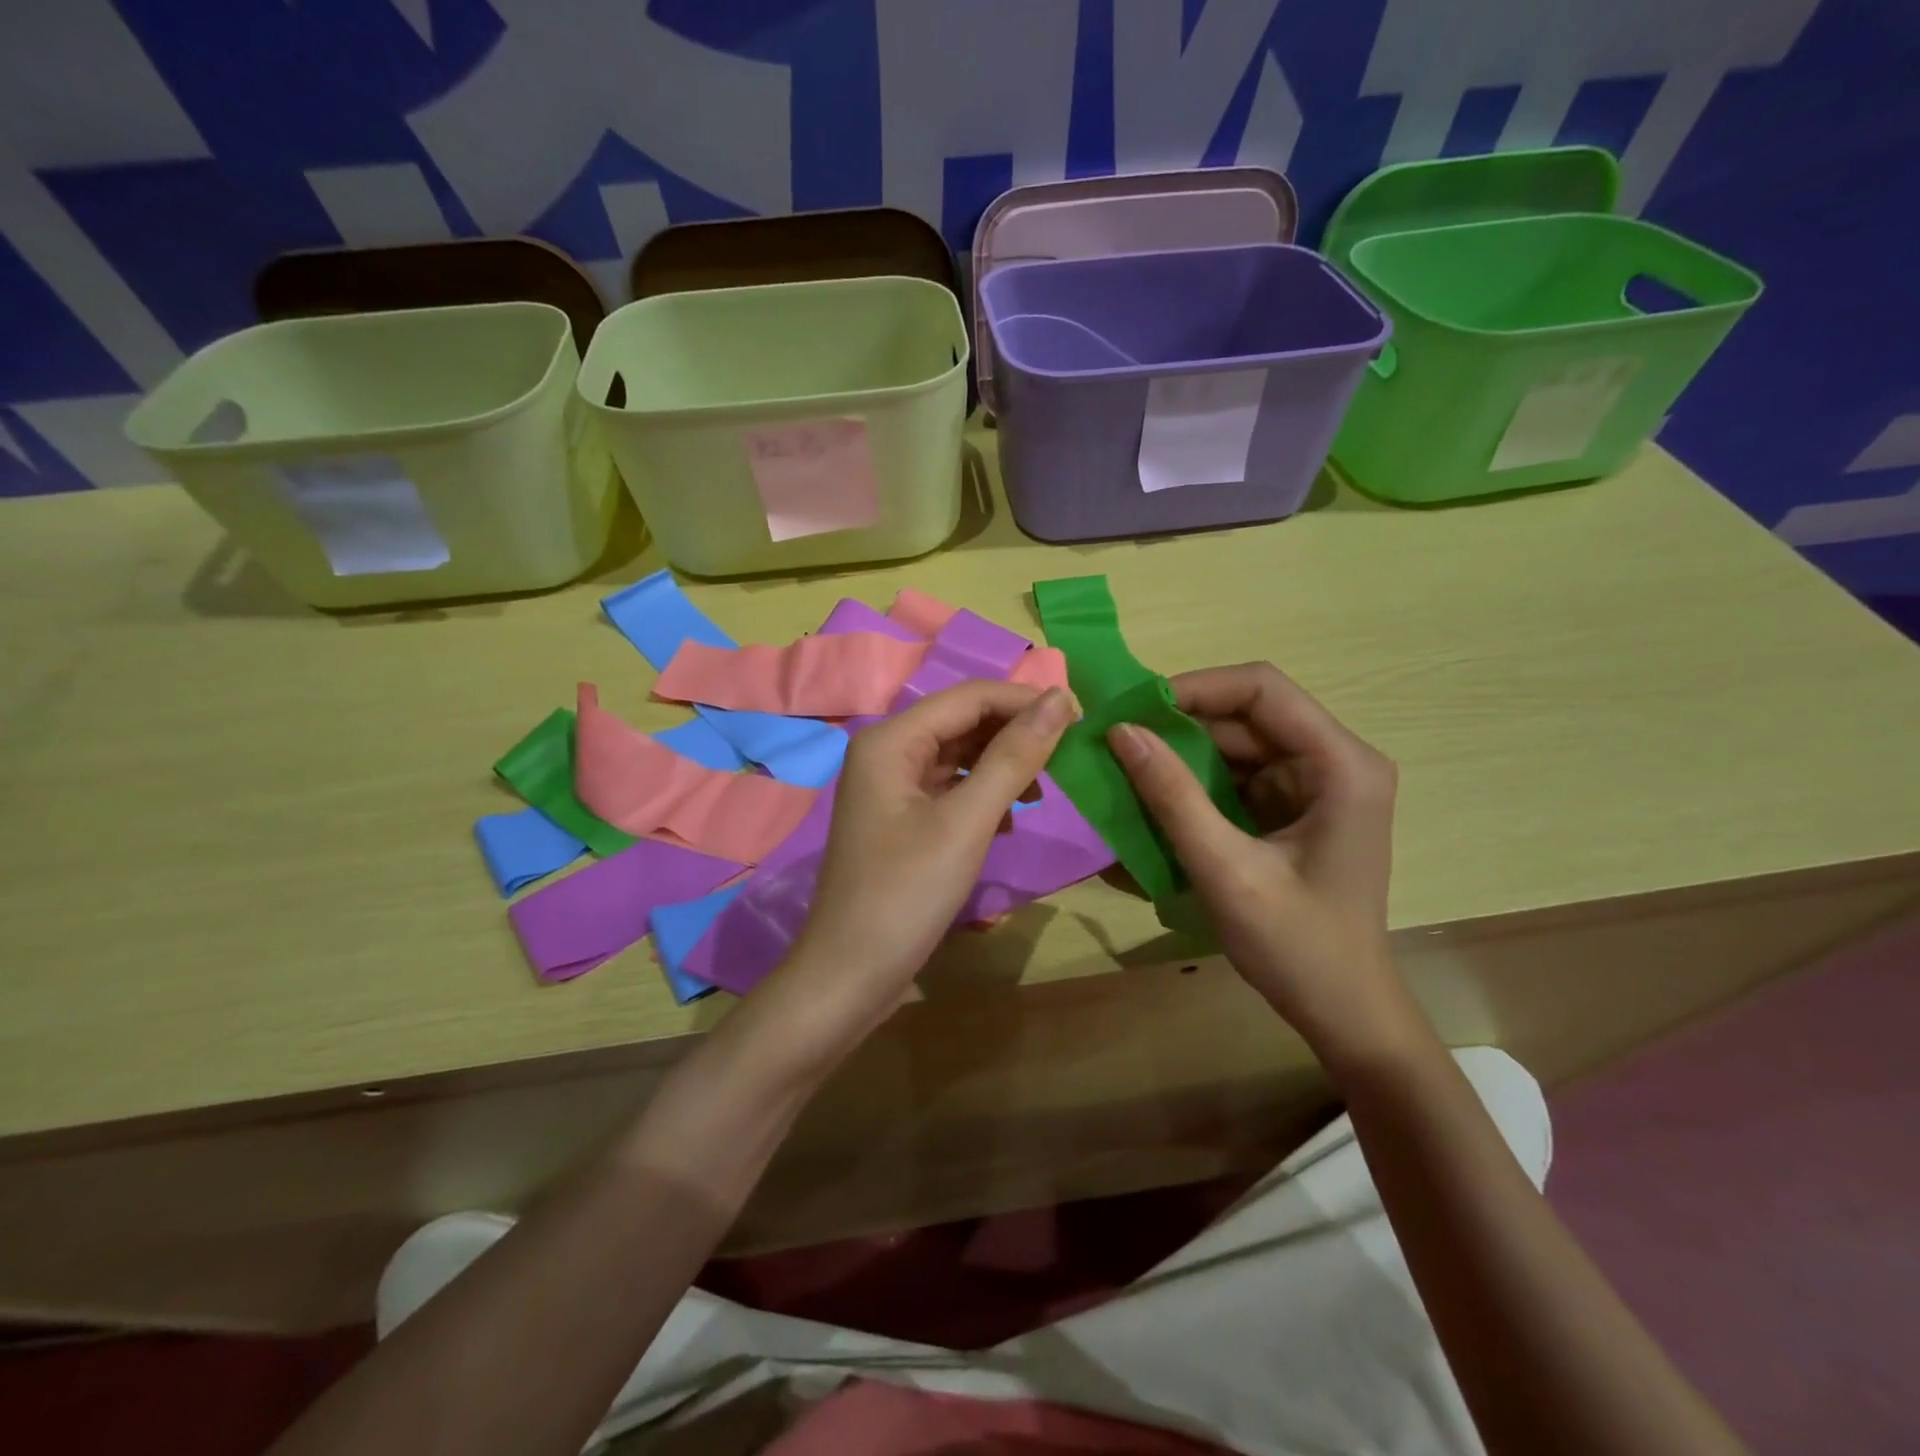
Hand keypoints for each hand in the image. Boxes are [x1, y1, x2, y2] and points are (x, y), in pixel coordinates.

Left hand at [775, 681, 1073, 1046]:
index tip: (1080, 717)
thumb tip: (1059, 699)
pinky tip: (1008, 822)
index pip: (970, 696)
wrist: (850, 975)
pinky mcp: (901, 819)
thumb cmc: (906, 894)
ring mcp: (891, 787)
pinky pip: (950, 789)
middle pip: (963, 722)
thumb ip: (1013, 757)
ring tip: (1041, 793)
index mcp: (891, 740)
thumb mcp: (967, 822)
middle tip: (1069, 756)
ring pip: (959, 756)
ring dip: (1002, 766)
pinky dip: (983, 796)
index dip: (1025, 701)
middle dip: (1014, 734)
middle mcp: (887, 751)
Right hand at [1107, 663, 1415, 1061]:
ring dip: (1184, 753)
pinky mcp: (1296, 807)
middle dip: (1181, 725)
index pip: (1263, 689)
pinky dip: (1197, 782)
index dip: (1196, 688)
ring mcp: (1317, 784)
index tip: (1135, 710)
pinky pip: (1239, 774)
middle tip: (1118, 740)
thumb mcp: (1226, 870)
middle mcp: (1336, 760)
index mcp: (1342, 765)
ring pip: (1238, 743)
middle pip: (1248, 714)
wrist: (1344, 1012)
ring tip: (1127, 766)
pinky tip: (1158, 797)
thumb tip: (1121, 732)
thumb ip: (1173, 797)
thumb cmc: (1297, 947)